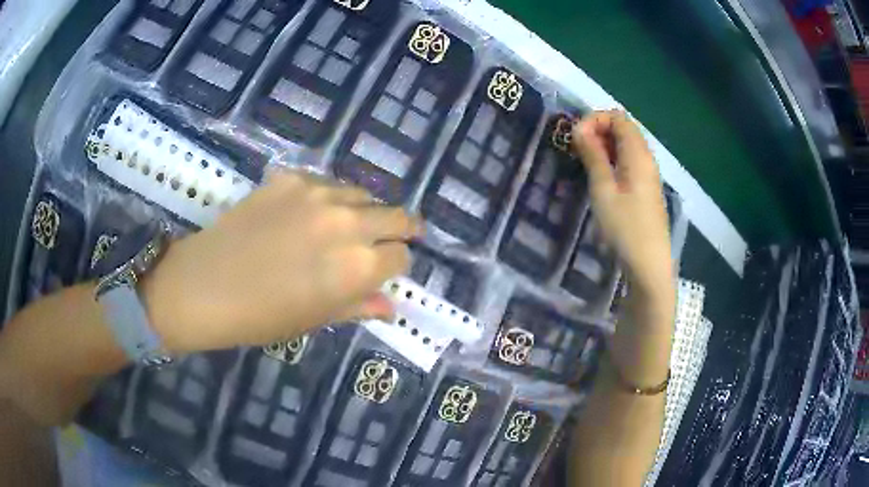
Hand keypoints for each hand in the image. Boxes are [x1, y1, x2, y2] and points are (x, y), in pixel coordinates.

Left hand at [141, 170, 421, 352]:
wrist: (204, 285)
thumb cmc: (261, 316)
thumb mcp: (316, 319)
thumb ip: (359, 306)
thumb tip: (390, 304)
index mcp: (357, 267)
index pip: (401, 257)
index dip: (395, 266)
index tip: (383, 271)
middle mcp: (347, 223)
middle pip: (396, 216)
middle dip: (398, 230)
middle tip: (387, 240)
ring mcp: (317, 194)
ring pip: (362, 194)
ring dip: (362, 211)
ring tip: (342, 227)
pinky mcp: (290, 178)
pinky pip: (325, 184)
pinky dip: (327, 199)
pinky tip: (306, 215)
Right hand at [572, 110, 673, 301]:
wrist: (649, 265)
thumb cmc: (625, 227)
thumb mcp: (603, 189)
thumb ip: (592, 155)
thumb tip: (579, 128)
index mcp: (638, 154)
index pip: (618, 117)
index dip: (594, 119)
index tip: (575, 137)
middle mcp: (646, 158)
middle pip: (623, 129)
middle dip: (597, 131)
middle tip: (576, 150)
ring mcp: (648, 174)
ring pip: (625, 146)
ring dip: (603, 147)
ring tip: (584, 163)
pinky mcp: (646, 188)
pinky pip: (628, 162)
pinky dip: (612, 160)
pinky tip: (600, 178)